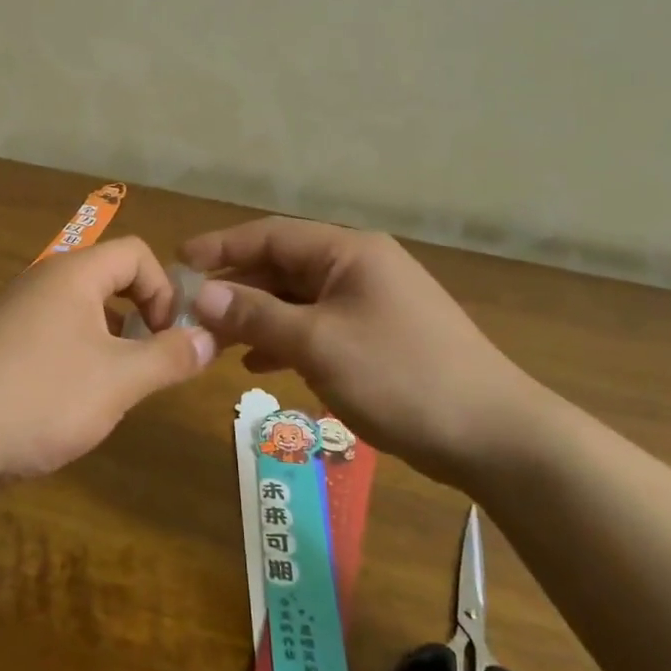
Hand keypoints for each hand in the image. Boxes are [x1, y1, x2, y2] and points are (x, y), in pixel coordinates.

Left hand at [0, 237, 215, 482]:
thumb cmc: (41, 398)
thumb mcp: (119, 380)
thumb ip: (170, 356)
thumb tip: (211, 338)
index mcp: (74, 274)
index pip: (137, 253)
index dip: (165, 290)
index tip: (169, 338)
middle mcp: (44, 281)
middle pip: (111, 279)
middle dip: (142, 318)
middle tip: (150, 365)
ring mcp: (18, 313)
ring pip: (85, 311)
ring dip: (113, 342)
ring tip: (117, 389)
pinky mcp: (2, 345)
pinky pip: (58, 335)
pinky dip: (81, 357)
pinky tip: (75, 402)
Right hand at [181, 219, 556, 478]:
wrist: (491, 434)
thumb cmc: (400, 377)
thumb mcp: (318, 343)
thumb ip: (256, 315)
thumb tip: (200, 294)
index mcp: (349, 253)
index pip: (270, 235)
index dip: (221, 247)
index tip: (178, 262)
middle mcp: (360, 267)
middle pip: (283, 267)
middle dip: (236, 287)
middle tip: (189, 312)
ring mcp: (372, 303)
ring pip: (298, 299)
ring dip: (257, 316)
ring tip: (215, 340)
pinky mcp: (379, 337)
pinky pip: (318, 326)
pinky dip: (286, 340)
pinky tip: (260, 364)